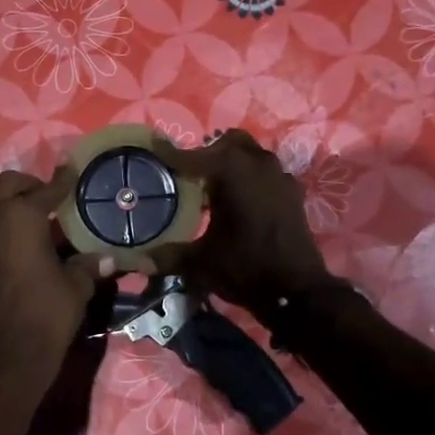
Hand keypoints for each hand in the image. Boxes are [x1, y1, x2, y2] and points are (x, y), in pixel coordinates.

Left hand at [0, 168, 107, 384]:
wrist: (13, 352)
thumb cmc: (50, 313)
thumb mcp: (77, 286)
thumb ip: (87, 265)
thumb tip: (107, 258)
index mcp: (24, 217)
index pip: (47, 190)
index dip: (61, 181)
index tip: (68, 173)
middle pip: (5, 185)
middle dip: (24, 186)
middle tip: (38, 201)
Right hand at [150, 130, 331, 313]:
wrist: (298, 291)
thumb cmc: (245, 267)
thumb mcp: (200, 262)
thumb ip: (168, 256)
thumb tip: (135, 261)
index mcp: (232, 172)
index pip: (194, 156)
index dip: (171, 153)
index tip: (154, 146)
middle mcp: (258, 164)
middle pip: (228, 144)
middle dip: (207, 153)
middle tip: (188, 174)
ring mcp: (280, 177)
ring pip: (251, 156)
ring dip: (231, 164)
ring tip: (212, 187)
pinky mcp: (293, 194)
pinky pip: (266, 174)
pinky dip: (250, 179)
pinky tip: (239, 202)